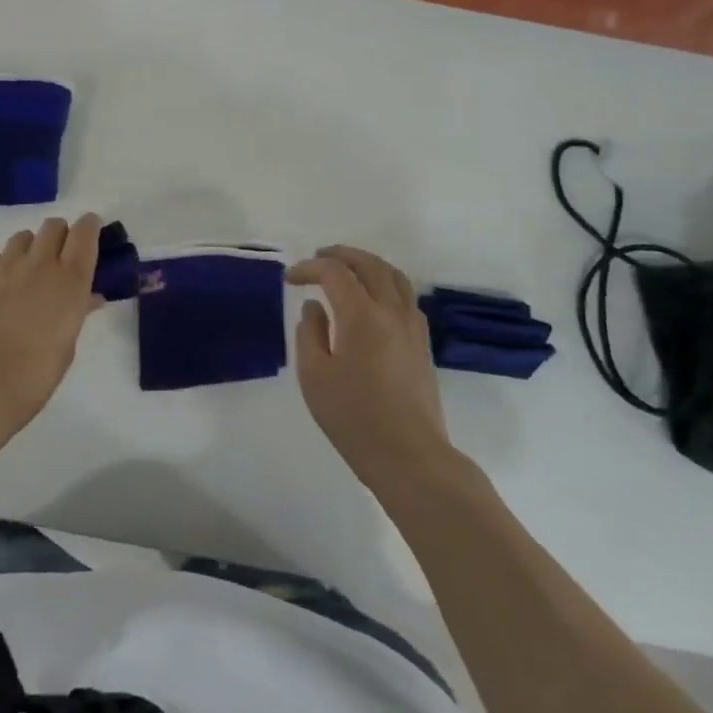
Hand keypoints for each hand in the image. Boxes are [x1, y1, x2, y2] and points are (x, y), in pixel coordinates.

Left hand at [0, 215, 103, 431]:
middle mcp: (40, 262)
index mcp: (71, 279)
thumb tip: (90, 297)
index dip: (89, 227)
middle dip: (58, 237)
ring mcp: (3, 265)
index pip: (85, 231)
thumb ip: (79, 311)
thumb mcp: (68, 343)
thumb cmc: (36, 374)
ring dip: (27, 250)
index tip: (89, 235)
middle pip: (53, 226)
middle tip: (56, 261)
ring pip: (21, 237)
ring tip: (21, 277)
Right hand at [288, 246, 451, 488]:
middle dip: (341, 255)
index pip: (334, 273)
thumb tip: (314, 308)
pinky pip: (406, 297)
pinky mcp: (422, 344)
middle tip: (318, 257)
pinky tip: (373, 300)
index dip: (310, 268)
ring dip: (368, 264)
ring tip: (347, 270)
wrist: (410, 457)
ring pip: (394, 276)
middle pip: (369, 264)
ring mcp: (412, 326)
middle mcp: (391, 311)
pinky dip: (386, 284)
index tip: (290, 279)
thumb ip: (309, 333)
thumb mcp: (315, 376)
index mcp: (362, 315)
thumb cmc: (354, 418)